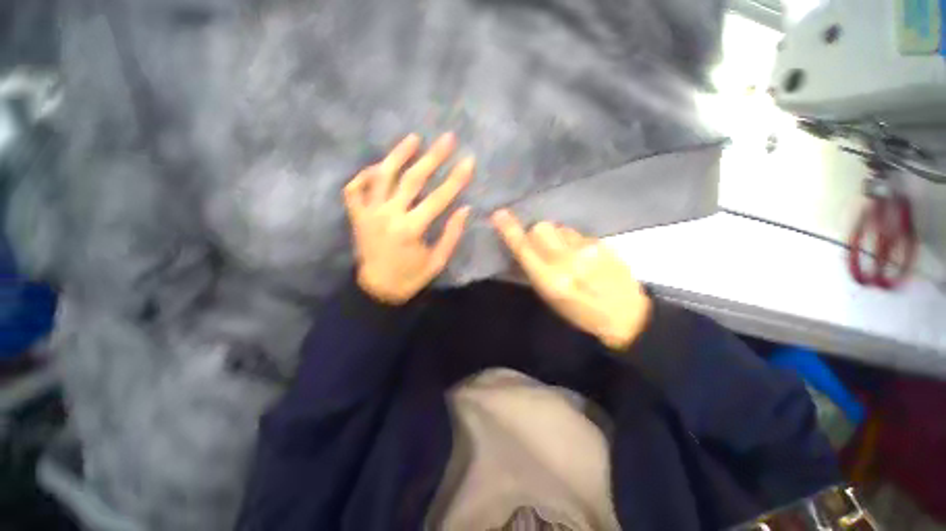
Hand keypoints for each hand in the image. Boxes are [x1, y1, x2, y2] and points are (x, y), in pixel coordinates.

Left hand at [343, 133, 472, 304]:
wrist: (376, 290)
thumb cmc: (410, 278)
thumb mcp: (437, 261)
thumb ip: (451, 235)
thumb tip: (465, 209)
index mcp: (411, 229)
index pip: (438, 198)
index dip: (456, 179)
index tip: (469, 161)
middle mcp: (388, 215)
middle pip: (412, 179)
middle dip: (432, 157)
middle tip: (447, 138)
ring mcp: (369, 213)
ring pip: (382, 176)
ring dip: (398, 154)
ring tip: (413, 138)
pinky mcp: (357, 216)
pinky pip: (354, 190)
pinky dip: (364, 175)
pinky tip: (377, 167)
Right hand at [491, 209, 651, 349]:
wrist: (626, 316)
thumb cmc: (580, 313)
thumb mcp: (550, 299)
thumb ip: (534, 271)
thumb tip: (522, 248)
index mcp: (551, 280)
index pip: (524, 248)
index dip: (510, 230)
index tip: (499, 214)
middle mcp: (567, 260)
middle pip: (541, 228)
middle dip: (536, 233)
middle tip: (543, 246)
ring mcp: (587, 249)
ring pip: (560, 228)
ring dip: (557, 237)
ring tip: (568, 253)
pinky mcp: (602, 243)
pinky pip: (577, 233)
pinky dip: (574, 240)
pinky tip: (584, 255)